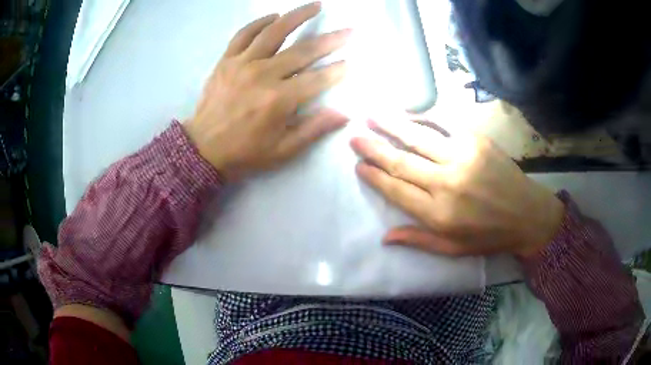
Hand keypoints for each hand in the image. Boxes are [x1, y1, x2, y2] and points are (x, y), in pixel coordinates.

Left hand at [184, 2, 349, 179]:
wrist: (203, 149)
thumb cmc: (245, 152)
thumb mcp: (283, 150)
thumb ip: (314, 129)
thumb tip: (344, 113)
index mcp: (279, 100)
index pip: (318, 79)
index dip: (338, 70)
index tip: (352, 62)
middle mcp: (263, 75)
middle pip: (303, 50)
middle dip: (331, 39)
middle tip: (350, 30)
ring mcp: (242, 64)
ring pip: (274, 31)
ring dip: (297, 16)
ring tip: (315, 5)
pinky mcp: (226, 60)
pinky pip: (244, 34)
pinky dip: (259, 22)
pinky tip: (274, 16)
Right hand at [351, 118, 564, 257]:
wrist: (527, 214)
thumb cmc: (489, 236)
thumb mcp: (453, 248)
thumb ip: (418, 240)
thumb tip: (384, 237)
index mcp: (439, 214)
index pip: (397, 189)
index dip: (375, 177)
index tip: (358, 165)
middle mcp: (447, 183)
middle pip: (402, 162)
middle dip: (374, 148)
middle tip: (354, 137)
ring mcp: (463, 157)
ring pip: (419, 138)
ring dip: (392, 125)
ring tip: (371, 115)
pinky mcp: (477, 141)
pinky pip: (444, 125)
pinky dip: (422, 118)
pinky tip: (408, 113)